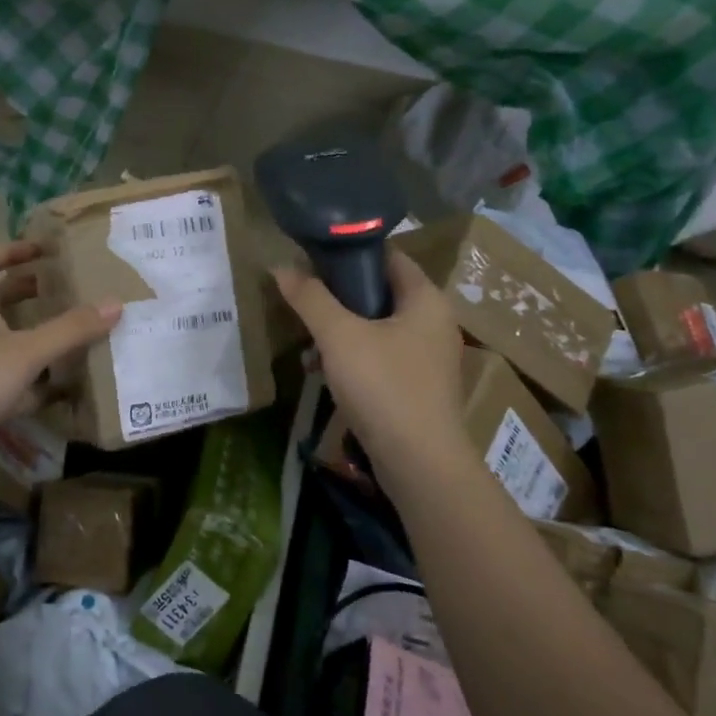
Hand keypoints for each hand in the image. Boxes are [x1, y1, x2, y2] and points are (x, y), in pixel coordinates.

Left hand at [0, 242, 119, 471]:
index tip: (45, 250)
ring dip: (40, 335)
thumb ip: (70, 329)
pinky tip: (70, 384)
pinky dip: (41, 381)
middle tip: (70, 289)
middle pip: (1, 299)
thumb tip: (116, 304)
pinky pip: (18, 381)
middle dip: (32, 291)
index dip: (12, 250)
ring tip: (78, 331)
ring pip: (11, 341)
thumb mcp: (26, 350)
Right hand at [273, 251, 465, 491]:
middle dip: (339, 296)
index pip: (388, 255)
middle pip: (380, 292)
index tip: (312, 257)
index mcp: (426, 299)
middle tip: (304, 299)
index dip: (350, 252)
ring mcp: (429, 357)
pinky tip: (324, 371)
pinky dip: (354, 358)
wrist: (419, 463)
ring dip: (342, 330)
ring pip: (378, 327)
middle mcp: (434, 322)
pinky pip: (382, 357)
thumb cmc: (383, 386)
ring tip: (308, 341)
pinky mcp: (419, 387)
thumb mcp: (339, 336)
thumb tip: (281, 266)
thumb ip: (310, 298)